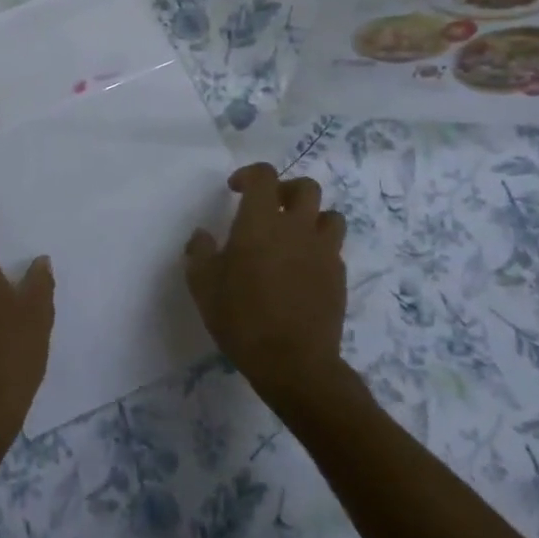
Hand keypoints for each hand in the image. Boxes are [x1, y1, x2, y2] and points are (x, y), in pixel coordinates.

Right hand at [184, 164, 348, 406]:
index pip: (265, 176)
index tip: (235, 190)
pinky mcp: (339, 276)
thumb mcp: (203, 285)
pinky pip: (333, 249)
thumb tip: (202, 236)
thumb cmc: (241, 318)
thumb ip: (199, 253)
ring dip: (312, 218)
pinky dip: (319, 249)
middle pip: (306, 187)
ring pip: (330, 215)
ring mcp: (323, 251)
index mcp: (261, 221)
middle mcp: (297, 227)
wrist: (293, 362)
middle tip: (270, 208)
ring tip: (294, 236)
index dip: (250, 175)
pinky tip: (303, 270)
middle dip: (286, 190)